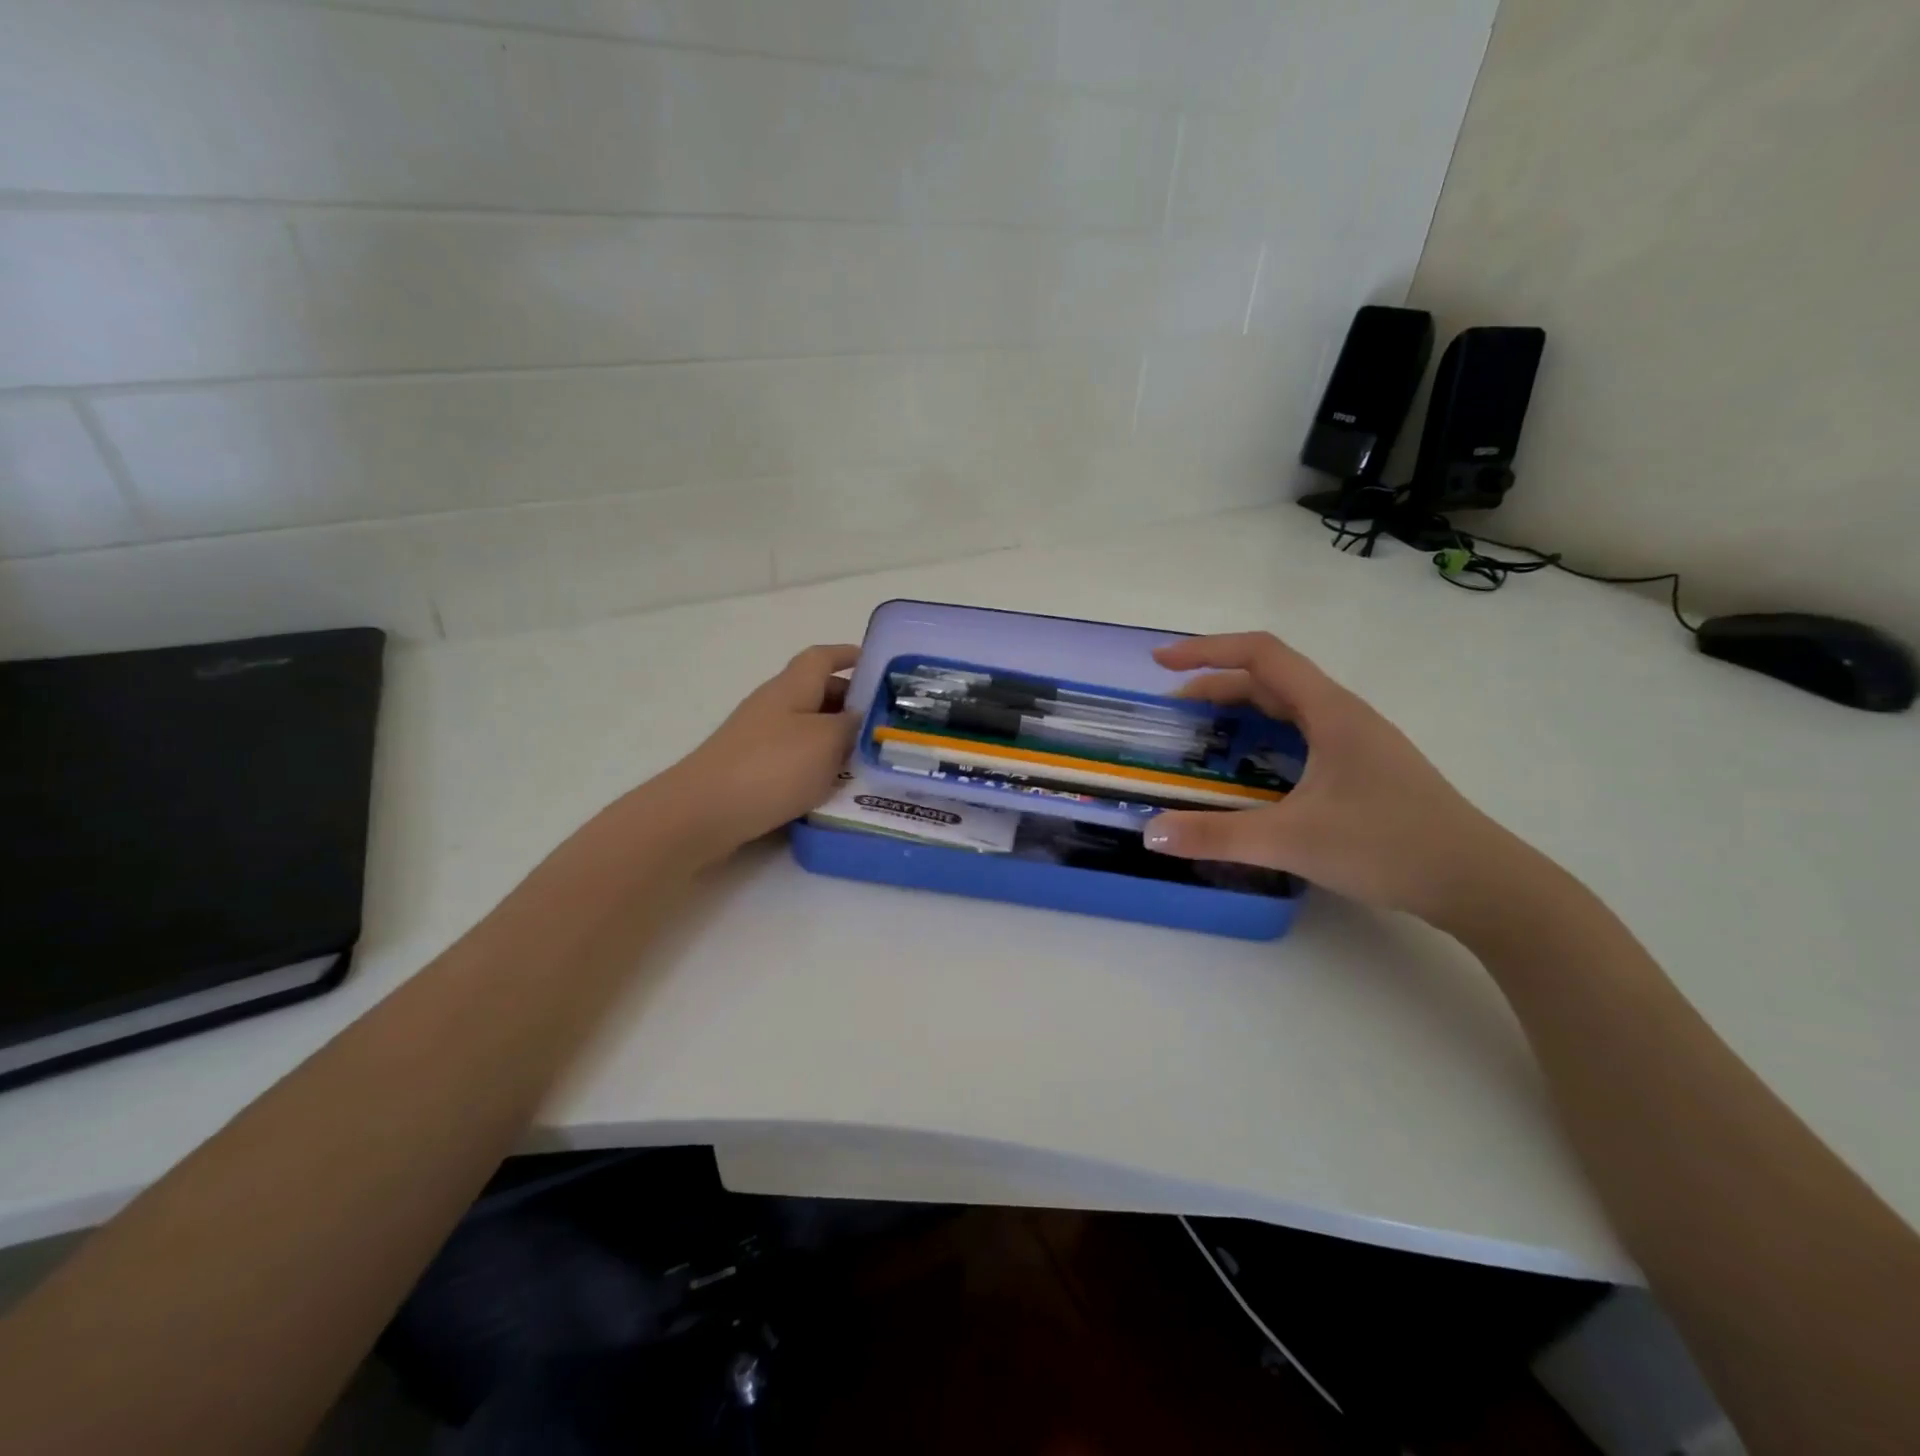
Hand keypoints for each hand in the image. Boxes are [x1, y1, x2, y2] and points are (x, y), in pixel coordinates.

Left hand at [664, 644, 859, 857]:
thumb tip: (864, 716)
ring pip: (809, 729)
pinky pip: (796, 758)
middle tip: (886, 721)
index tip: (880, 666)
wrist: (703, 813)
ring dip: (838, 738)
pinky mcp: (753, 771)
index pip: (822, 657)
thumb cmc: (771, 767)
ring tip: (872, 757)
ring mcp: (759, 739)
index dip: (849, 656)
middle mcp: (774, 706)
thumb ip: (852, 725)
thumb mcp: (826, 740)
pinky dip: (819, 765)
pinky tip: (837, 786)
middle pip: (817, 693)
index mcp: (791, 687)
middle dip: (852, 703)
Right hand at [1142, 632, 1533, 925]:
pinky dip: (1264, 739)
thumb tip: (1150, 833)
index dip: (1206, 651)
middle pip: (1270, 680)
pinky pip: (1302, 736)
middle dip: (1215, 688)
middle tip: (1172, 715)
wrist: (1479, 882)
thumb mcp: (1292, 840)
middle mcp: (1343, 715)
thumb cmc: (1388, 845)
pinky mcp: (1363, 770)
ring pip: (1288, 709)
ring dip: (1240, 712)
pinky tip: (1251, 773)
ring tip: (1202, 738)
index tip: (1162, 664)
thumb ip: (1216, 835)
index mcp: (1329, 710)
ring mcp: (1357, 742)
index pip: (1261, 655)